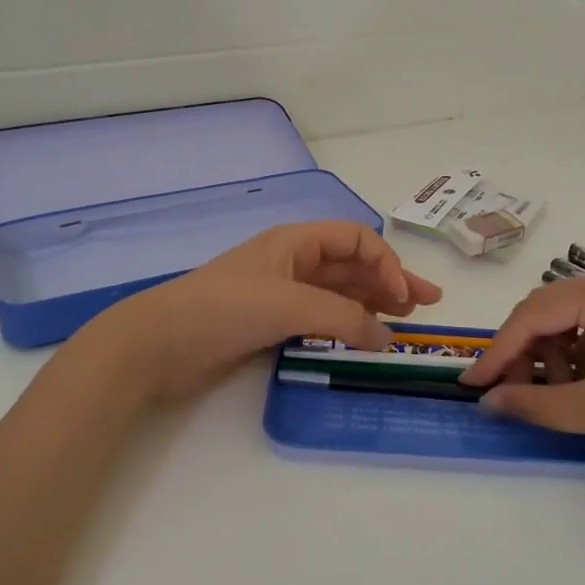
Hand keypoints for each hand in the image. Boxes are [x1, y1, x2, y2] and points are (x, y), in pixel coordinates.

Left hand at [75, 221, 441, 402]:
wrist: (158, 344)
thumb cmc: (223, 309)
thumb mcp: (289, 304)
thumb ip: (343, 317)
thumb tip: (387, 338)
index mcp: (294, 242)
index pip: (355, 239)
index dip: (386, 262)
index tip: (405, 297)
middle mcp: (291, 262)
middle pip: (351, 265)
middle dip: (390, 281)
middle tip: (426, 307)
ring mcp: (280, 294)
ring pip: (338, 292)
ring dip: (372, 303)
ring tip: (403, 323)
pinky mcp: (269, 324)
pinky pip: (319, 318)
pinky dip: (345, 324)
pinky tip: (362, 338)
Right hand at [458, 265, 584, 479]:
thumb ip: (536, 404)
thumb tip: (489, 402)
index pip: (533, 314)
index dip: (498, 352)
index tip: (471, 385)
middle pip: (551, 313)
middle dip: (525, 354)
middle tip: (508, 394)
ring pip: (575, 324)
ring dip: (553, 360)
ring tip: (552, 398)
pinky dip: (582, 361)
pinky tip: (582, 391)